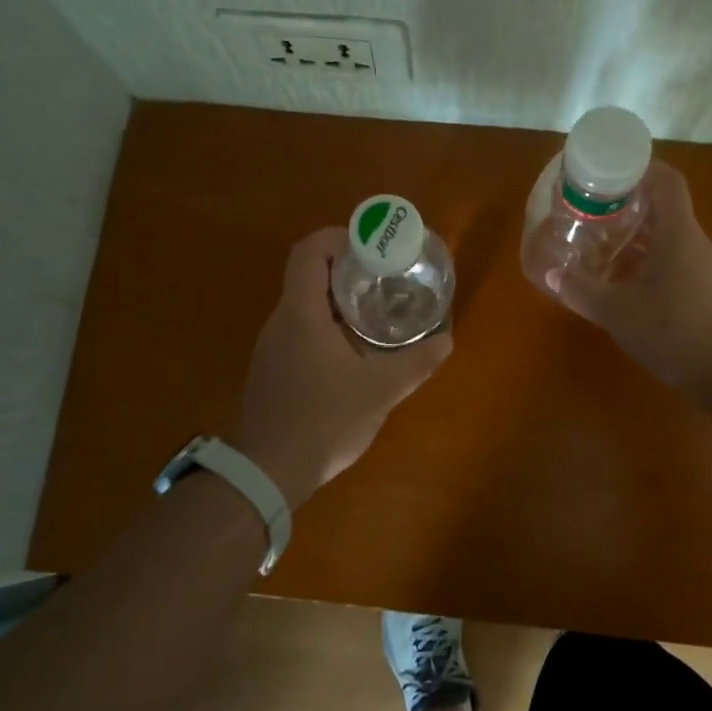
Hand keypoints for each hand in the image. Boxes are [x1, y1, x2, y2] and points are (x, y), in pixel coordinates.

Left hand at [234, 227, 453, 507]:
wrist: (265, 473)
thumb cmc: (322, 421)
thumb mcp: (379, 391)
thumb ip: (415, 363)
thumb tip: (446, 340)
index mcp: (302, 312)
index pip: (310, 250)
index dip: (340, 237)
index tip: (373, 248)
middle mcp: (282, 320)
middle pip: (311, 274)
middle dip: (350, 270)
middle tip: (388, 280)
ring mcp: (273, 345)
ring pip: (307, 304)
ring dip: (341, 301)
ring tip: (379, 312)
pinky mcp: (274, 368)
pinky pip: (302, 330)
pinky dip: (330, 326)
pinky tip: (356, 352)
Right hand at [547, 163, 711, 395]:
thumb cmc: (674, 331)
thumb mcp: (617, 312)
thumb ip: (581, 290)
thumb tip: (552, 273)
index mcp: (678, 233)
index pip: (666, 180)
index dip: (640, 167)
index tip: (609, 172)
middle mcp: (694, 242)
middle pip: (663, 207)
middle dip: (627, 204)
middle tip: (592, 209)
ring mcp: (704, 267)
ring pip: (667, 236)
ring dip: (636, 235)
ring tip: (601, 242)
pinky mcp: (706, 291)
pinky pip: (673, 261)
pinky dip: (647, 260)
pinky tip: (624, 281)